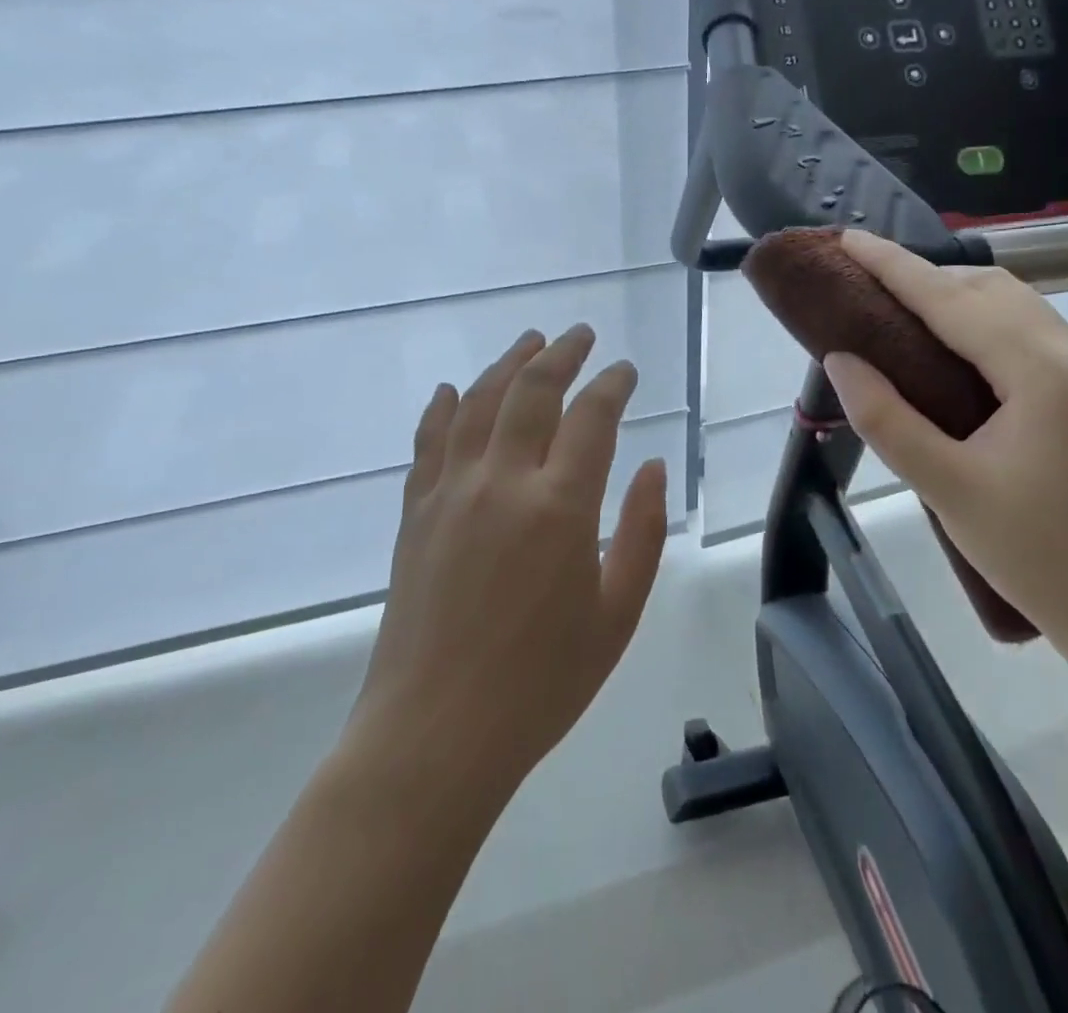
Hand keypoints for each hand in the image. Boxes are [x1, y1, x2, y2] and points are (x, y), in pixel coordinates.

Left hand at [352, 325, 668, 794]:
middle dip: (562, 354)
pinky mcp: (416, 511)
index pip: (592, 416)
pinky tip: (454, 389)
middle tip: (581, 335)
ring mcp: (451, 491)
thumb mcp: (617, 614)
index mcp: (560, 506)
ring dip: (508, 364)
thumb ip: (641, 532)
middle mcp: (502, 481)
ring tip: (530, 341)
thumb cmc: (541, 683)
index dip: (612, 384)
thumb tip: (651, 467)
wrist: (435, 733)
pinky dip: (444, 407)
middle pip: (533, 391)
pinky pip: (429, 441)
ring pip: (480, 402)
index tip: (625, 370)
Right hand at [821, 230, 1067, 661]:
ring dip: (955, 296)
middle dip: (925, 274)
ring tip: (899, 308)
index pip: (951, 299)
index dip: (893, 265)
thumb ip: (886, 418)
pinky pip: (1030, 334)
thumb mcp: (949, 489)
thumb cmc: (1042, 559)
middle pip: (990, 288)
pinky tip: (953, 348)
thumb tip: (840, 359)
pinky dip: (982, 323)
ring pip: (1015, 306)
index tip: (847, 238)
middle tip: (864, 280)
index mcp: (1043, 371)